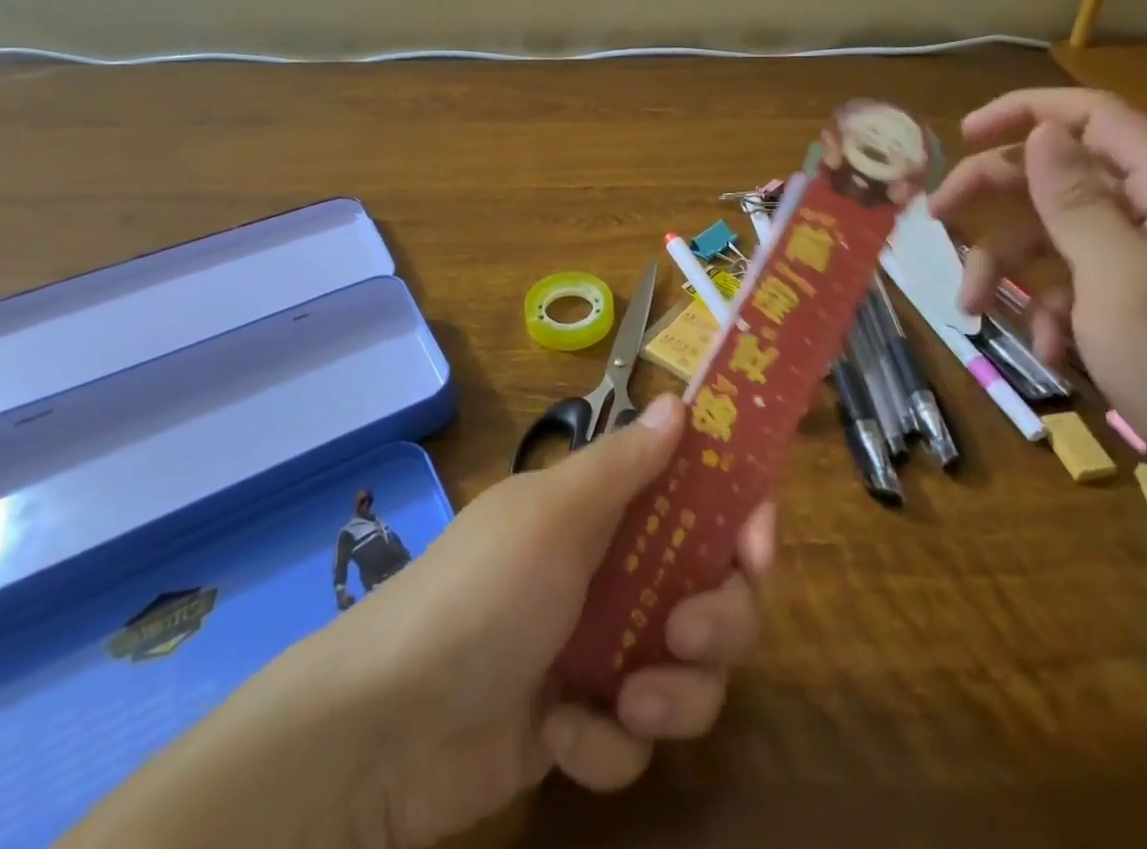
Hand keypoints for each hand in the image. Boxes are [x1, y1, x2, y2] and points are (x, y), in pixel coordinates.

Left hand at [339, 394, 773, 845]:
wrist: (389, 725)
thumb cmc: (483, 591)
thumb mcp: (554, 515)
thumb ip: (624, 462)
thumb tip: (678, 401)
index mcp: (605, 511)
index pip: (695, 498)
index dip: (739, 514)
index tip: (757, 542)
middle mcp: (613, 572)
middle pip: (715, 591)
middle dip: (718, 619)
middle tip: (685, 632)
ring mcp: (600, 650)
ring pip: (691, 673)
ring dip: (672, 694)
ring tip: (625, 703)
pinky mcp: (585, 724)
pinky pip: (637, 740)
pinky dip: (605, 744)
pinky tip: (559, 735)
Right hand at [925, 89, 1146, 511]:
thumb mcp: (1121, 282)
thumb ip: (1076, 202)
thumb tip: (1042, 131)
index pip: (1094, 118)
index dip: (1026, 112)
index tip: (962, 135)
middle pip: (1058, 173)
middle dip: (994, 193)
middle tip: (937, 216)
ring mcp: (1143, 261)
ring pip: (1052, 232)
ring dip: (1005, 264)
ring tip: (971, 306)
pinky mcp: (1132, 302)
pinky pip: (1069, 281)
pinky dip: (1043, 307)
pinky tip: (1043, 347)